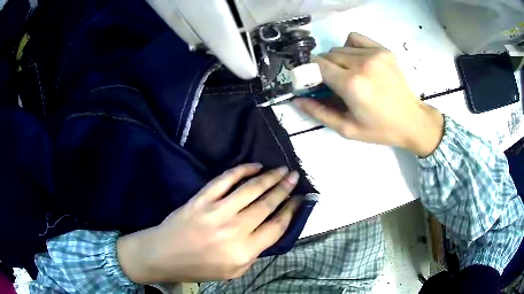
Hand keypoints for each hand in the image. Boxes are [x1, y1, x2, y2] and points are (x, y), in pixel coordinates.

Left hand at [117, 164, 300, 282]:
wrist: (164, 255)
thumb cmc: (199, 267)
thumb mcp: (233, 272)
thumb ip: (255, 254)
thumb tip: (269, 230)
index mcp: (244, 251)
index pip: (276, 227)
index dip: (291, 210)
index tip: (299, 199)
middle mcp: (234, 229)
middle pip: (267, 204)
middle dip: (284, 189)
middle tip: (295, 177)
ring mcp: (217, 211)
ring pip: (250, 189)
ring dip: (270, 177)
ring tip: (283, 169)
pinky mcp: (201, 199)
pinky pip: (225, 179)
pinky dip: (242, 170)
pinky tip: (254, 166)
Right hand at [294, 33, 443, 156]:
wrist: (412, 120)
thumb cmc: (380, 129)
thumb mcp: (347, 129)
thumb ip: (319, 113)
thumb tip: (297, 99)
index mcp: (351, 84)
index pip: (317, 64)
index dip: (311, 72)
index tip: (315, 82)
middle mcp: (361, 63)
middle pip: (328, 55)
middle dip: (325, 68)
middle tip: (334, 83)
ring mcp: (374, 54)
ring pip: (340, 47)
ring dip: (338, 60)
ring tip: (349, 74)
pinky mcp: (383, 50)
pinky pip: (355, 39)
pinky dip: (350, 47)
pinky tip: (358, 61)